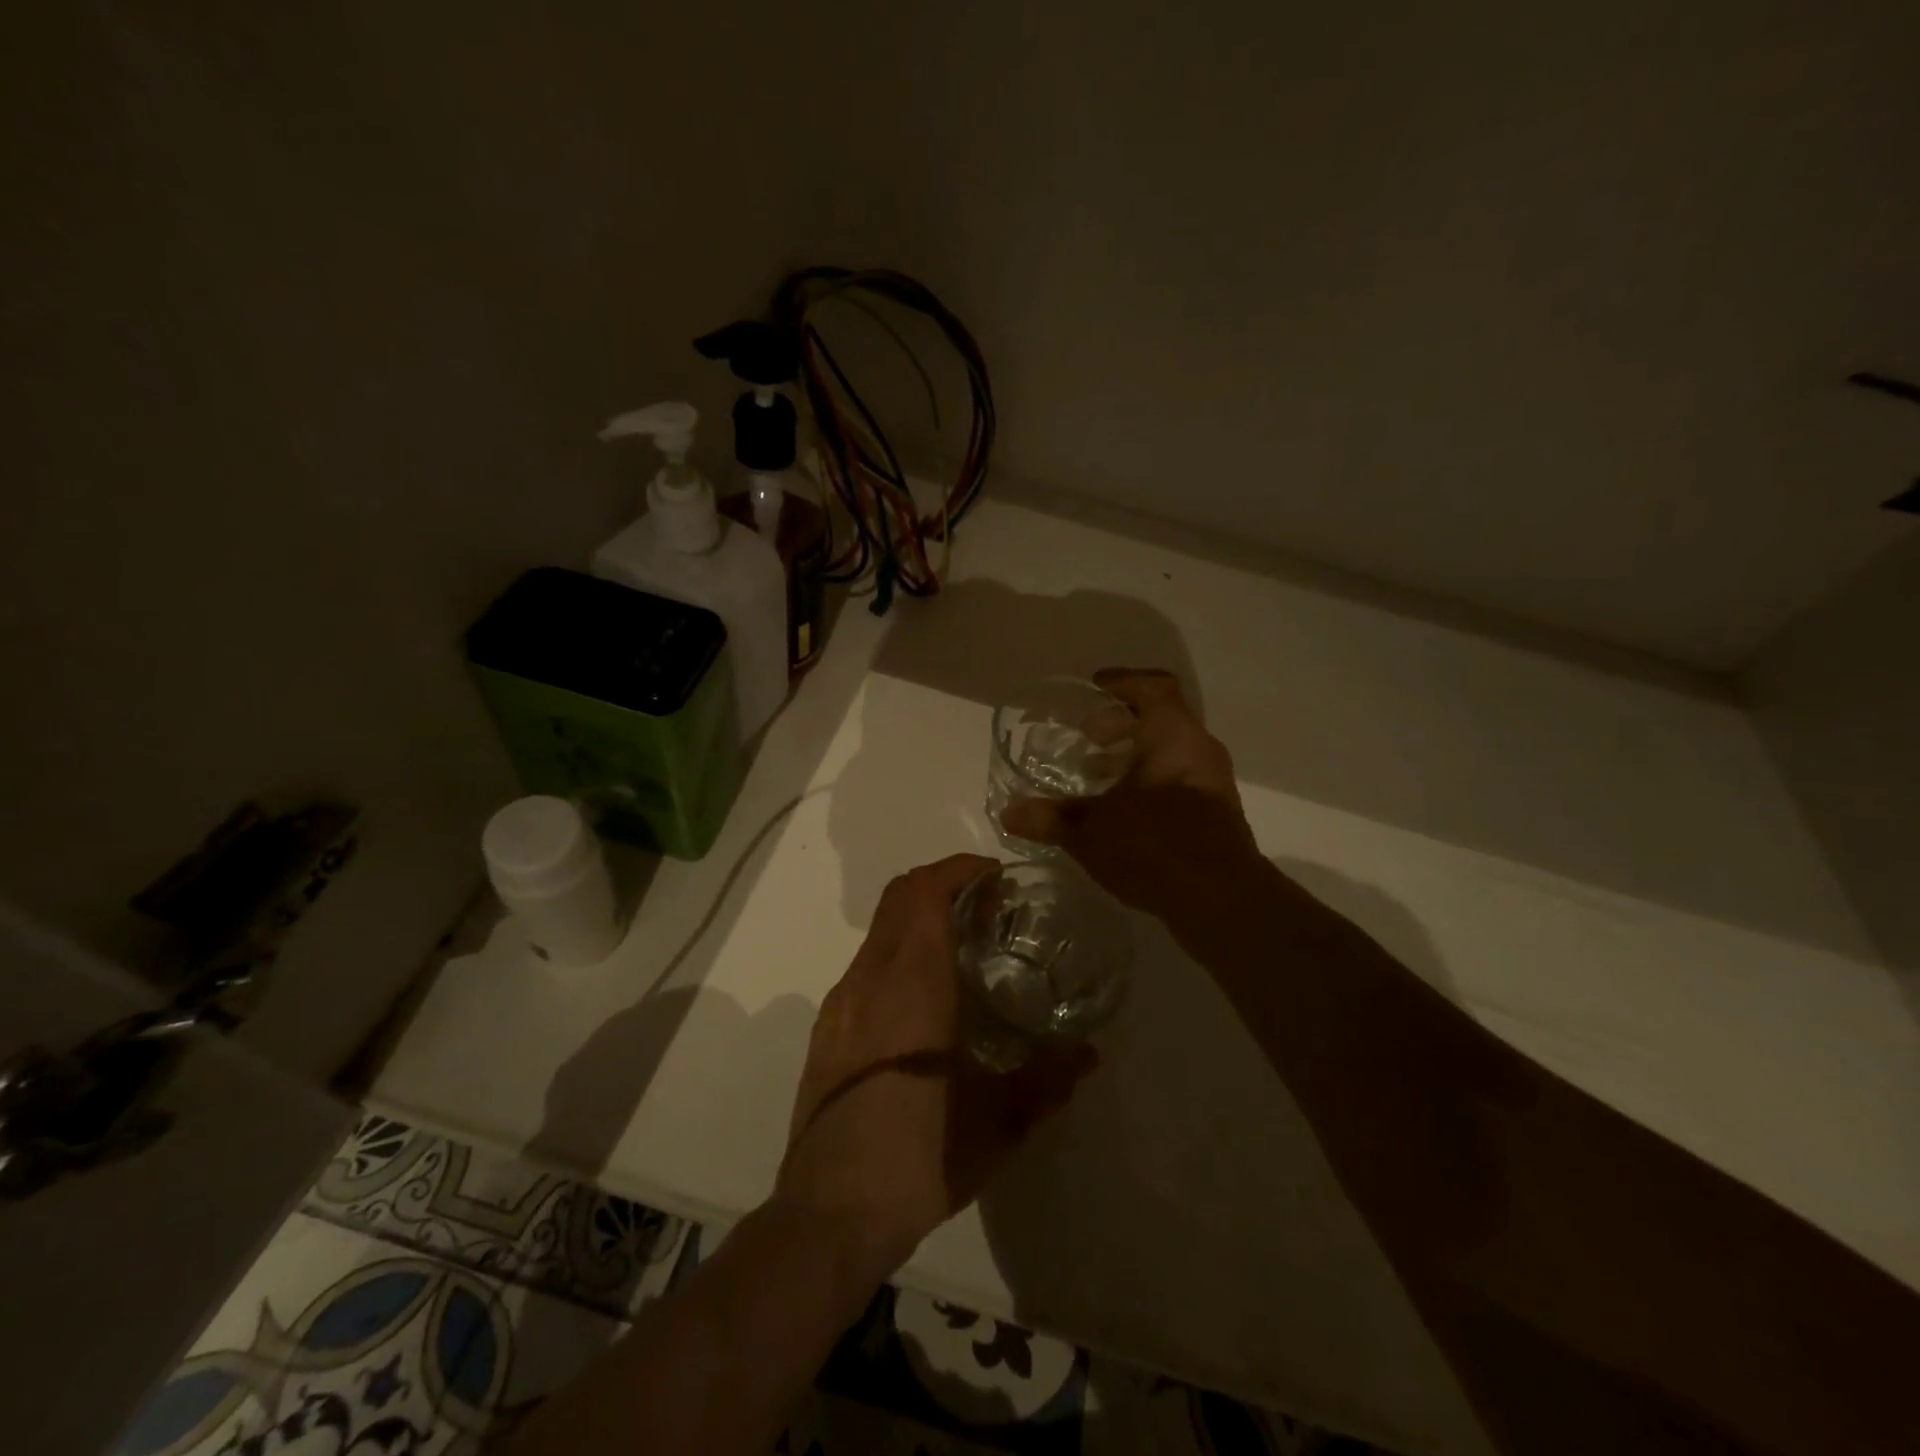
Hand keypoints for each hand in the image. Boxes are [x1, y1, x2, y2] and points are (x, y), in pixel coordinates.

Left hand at [776, 854, 1096, 1273]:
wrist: (829, 1213)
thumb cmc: (920, 1156)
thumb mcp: (998, 1123)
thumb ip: (1048, 1079)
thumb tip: (1089, 1053)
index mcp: (912, 984)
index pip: (926, 892)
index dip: (959, 869)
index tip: (994, 874)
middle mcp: (870, 977)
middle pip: (899, 896)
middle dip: (941, 881)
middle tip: (986, 902)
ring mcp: (841, 1001)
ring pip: (879, 928)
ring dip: (918, 916)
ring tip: (961, 946)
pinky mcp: (827, 1027)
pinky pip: (866, 963)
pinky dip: (898, 950)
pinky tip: (923, 998)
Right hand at [1000, 668, 1259, 919]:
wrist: (1220, 899)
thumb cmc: (1154, 845)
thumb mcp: (1091, 830)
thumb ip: (1049, 817)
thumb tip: (1009, 813)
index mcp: (1173, 735)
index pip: (1154, 687)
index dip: (1122, 682)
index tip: (1093, 688)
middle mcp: (1199, 750)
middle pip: (1161, 719)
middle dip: (1120, 724)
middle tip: (1087, 737)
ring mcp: (1212, 784)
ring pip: (1169, 752)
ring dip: (1133, 756)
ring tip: (1095, 775)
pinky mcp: (1215, 815)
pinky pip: (1177, 781)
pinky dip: (1147, 782)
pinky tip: (1119, 811)